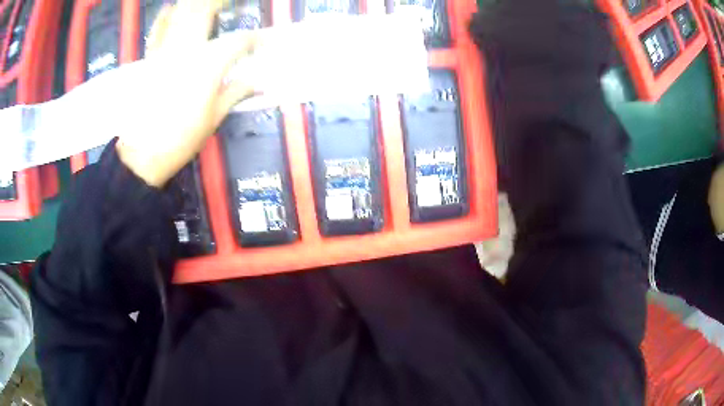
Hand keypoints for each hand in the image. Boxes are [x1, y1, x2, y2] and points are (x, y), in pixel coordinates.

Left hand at [116, 0, 258, 186]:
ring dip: (196, 4)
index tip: (266, 42)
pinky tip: (172, 8)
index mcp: (207, 66)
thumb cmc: (181, 138)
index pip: (238, 42)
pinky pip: (157, 30)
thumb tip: (260, 83)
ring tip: (210, 3)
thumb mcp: (214, 118)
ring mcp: (165, 51)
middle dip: (222, 2)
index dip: (255, 40)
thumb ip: (237, 92)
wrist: (142, 154)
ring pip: (181, 14)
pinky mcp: (150, 59)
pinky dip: (165, 16)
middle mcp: (186, 50)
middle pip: (205, 11)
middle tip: (234, 3)